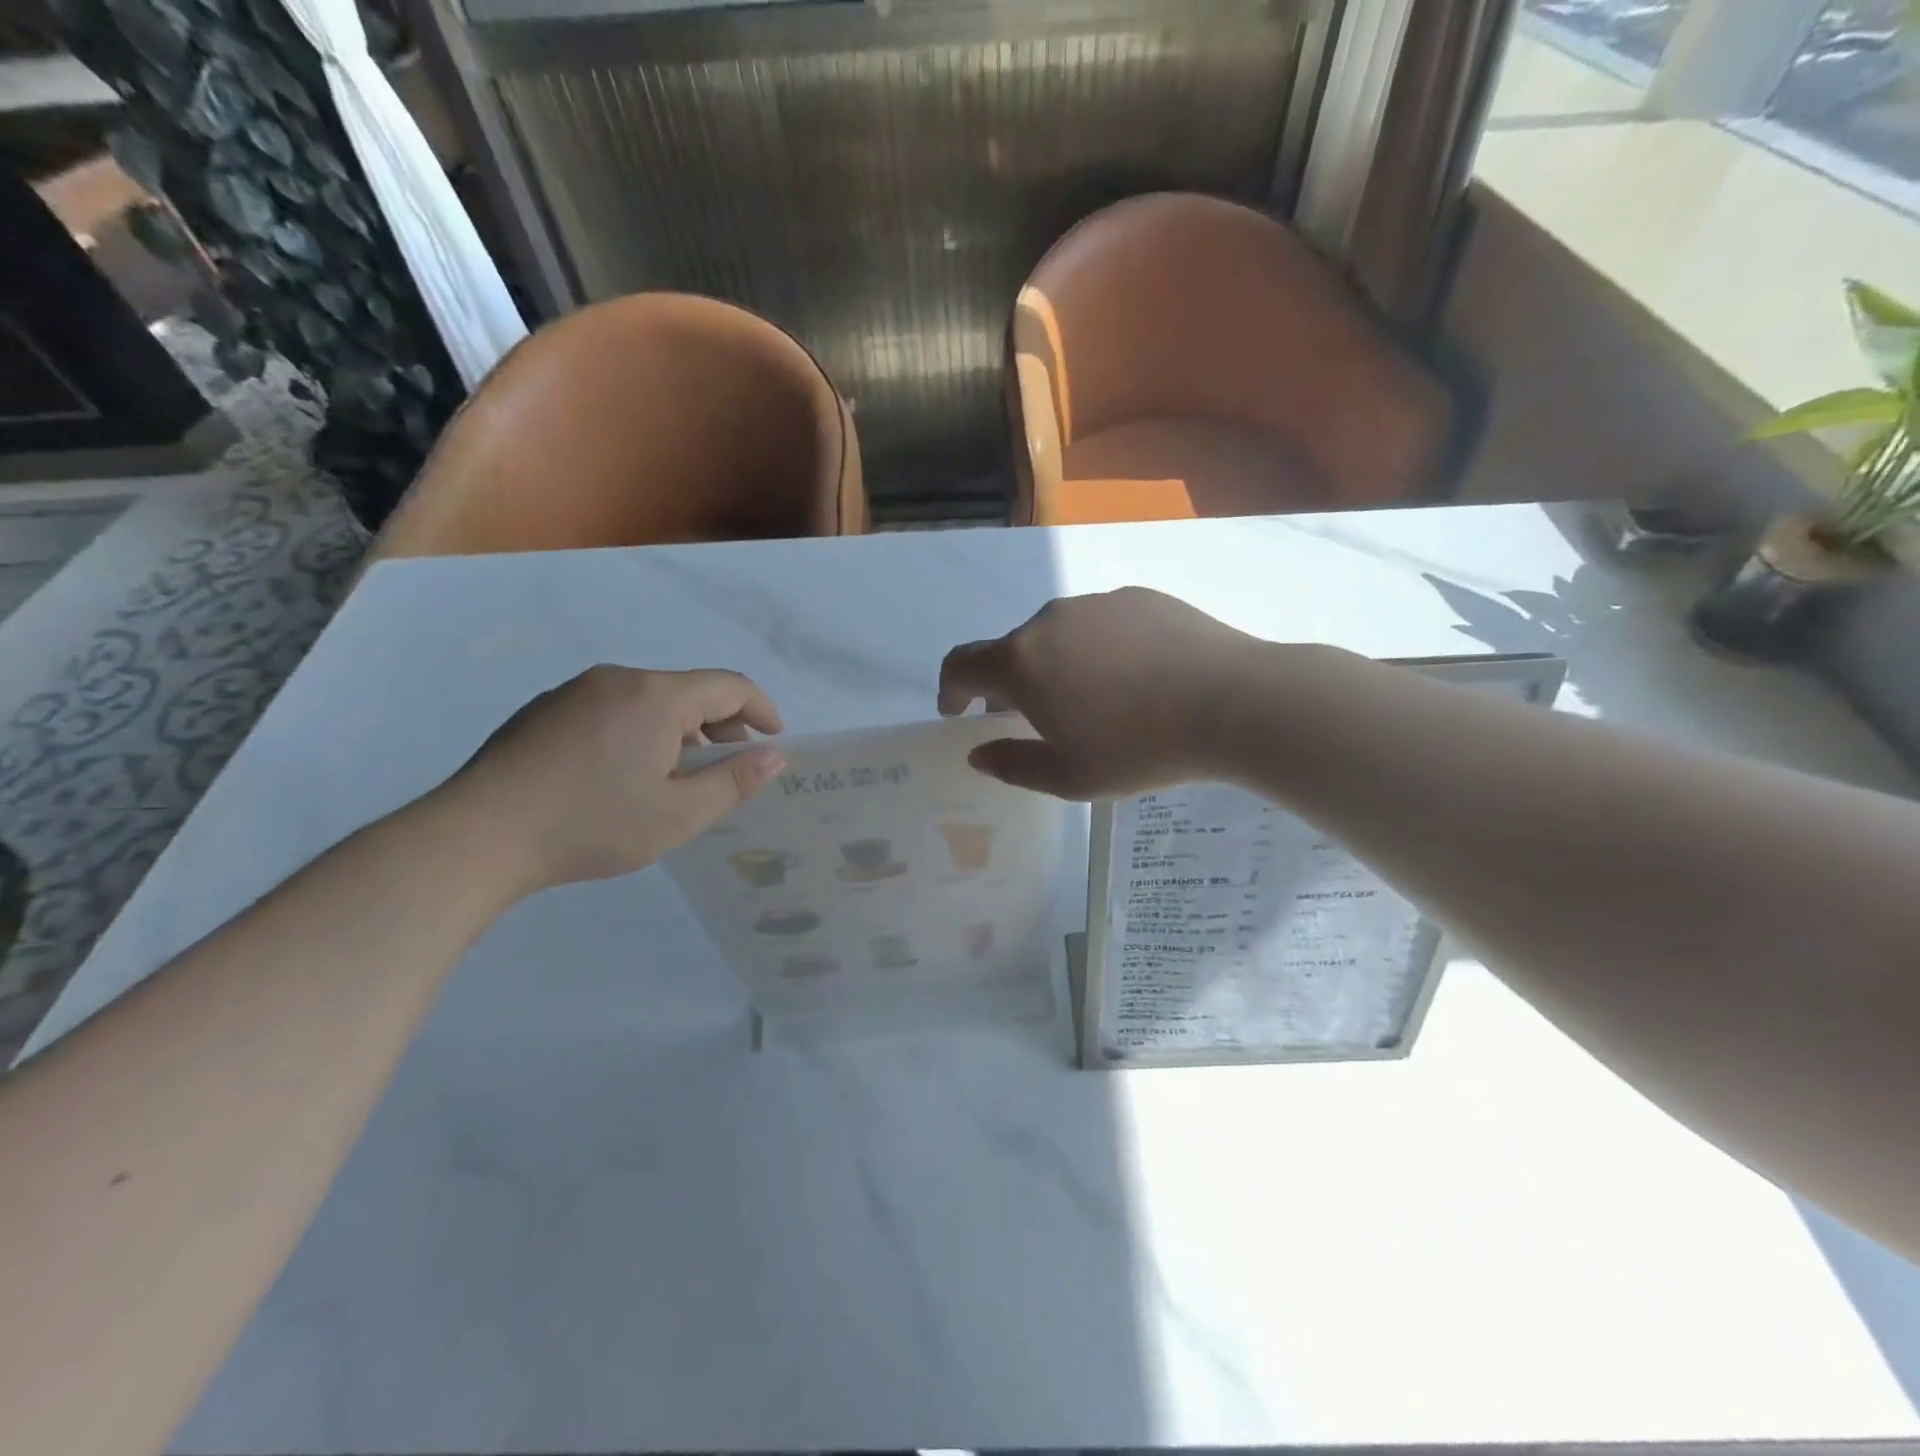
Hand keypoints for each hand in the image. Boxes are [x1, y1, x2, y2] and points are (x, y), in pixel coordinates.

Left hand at [449, 666, 785, 891]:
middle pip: (689, 690)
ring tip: (678, 776)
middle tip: (730, 766)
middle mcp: (618, 679)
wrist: (478, 835)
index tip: (776, 739)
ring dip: (679, 730)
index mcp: (656, 696)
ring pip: (649, 700)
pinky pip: (613, 709)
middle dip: (721, 724)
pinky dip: (640, 731)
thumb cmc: (592, 824)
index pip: (729, 686)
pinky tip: (625, 775)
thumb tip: (775, 756)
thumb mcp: (679, 815)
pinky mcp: (545, 710)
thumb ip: (735, 782)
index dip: (761, 709)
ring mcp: (576, 691)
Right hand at [938, 588, 1264, 798]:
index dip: (951, 690)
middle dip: (1011, 684)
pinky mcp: (1138, 597)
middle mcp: (1049, 620)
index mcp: (1022, 661)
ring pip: (1058, 635)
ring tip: (1094, 702)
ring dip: (1056, 665)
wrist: (1231, 703)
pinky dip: (1098, 650)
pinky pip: (1100, 624)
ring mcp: (1096, 603)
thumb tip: (978, 753)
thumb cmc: (1138, 748)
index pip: (962, 664)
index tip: (959, 712)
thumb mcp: (1068, 777)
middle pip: (1012, 650)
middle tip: (1036, 720)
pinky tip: (1134, 679)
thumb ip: (1012, 765)